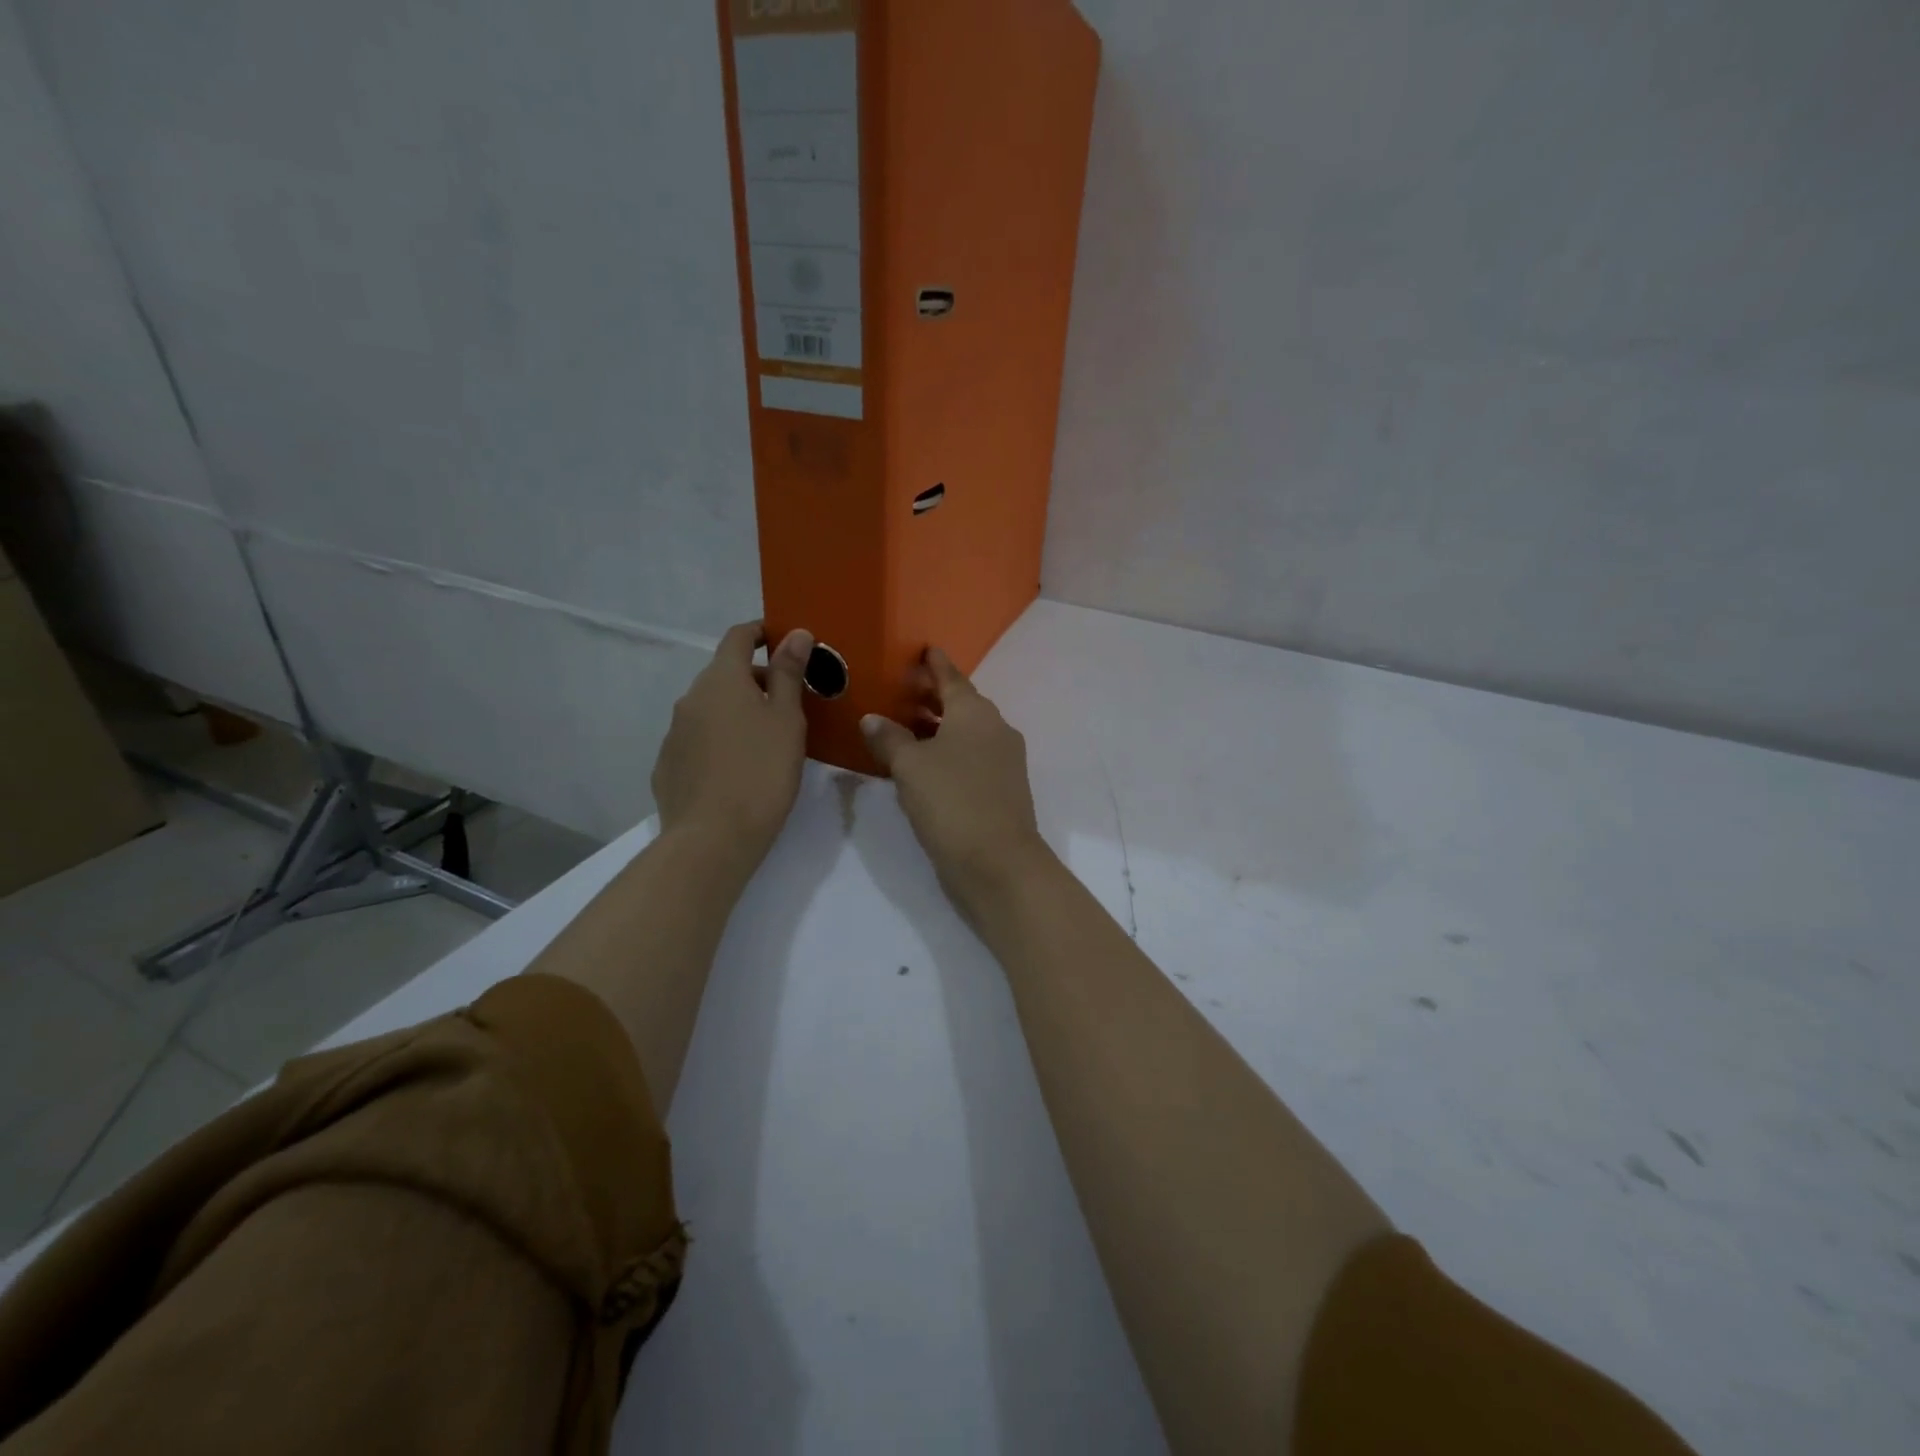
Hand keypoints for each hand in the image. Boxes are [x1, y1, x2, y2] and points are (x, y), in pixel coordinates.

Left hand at [651, 621, 811, 875]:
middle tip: (790, 704)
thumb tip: (796, 633)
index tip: (785, 641)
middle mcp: (691, 698)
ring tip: (766, 741)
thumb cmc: (761, 772)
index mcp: (722, 679)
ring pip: (711, 709)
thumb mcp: (787, 720)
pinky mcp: (668, 766)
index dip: (762, 632)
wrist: (712, 839)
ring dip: (737, 712)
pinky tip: (737, 770)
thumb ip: (789, 673)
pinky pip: (698, 740)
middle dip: (757, 680)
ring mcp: (674, 733)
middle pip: (725, 674)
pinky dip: (720, 741)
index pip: (738, 637)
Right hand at [861, 649, 1050, 913]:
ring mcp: (1003, 760)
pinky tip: (925, 765)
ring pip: (967, 732)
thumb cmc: (952, 801)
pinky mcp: (1002, 788)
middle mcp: (995, 729)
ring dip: (939, 727)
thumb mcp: (910, 767)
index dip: (935, 664)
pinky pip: (971, 756)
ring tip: (906, 727)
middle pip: (962, 704)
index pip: (952, 678)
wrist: (998, 862)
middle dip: (933, 696)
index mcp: (975, 713)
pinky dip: (948, 751)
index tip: (925, 649)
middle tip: (902, 690)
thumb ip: (889, 738)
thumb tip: (873, 719)